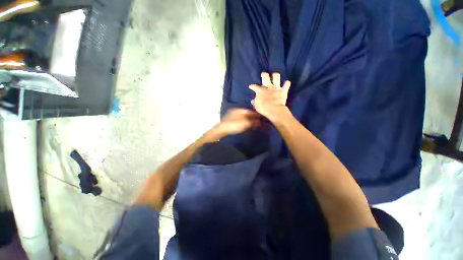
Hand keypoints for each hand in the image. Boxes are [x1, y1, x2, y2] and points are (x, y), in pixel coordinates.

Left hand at [205, 109, 260, 140]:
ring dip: (250, 121)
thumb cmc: (234, 125)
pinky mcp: (231, 120)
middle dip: (254, 118)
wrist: (221, 130)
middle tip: (259, 124)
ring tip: (254, 126)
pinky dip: (245, 123)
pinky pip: (241, 120)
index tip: (263, 120)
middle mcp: (238, 111)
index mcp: (241, 110)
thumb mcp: (245, 124)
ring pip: (245, 117)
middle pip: (249, 114)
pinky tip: (246, 126)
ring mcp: (233, 115)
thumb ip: (253, 122)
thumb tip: (260, 122)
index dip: (258, 116)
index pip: (252, 111)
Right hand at [249, 72, 290, 122]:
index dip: (252, 86)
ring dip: (275, 76)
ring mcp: (276, 88)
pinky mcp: (283, 91)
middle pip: (265, 77)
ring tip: (275, 76)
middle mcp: (268, 87)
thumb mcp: (256, 106)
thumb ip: (255, 102)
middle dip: (264, 75)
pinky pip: (287, 84)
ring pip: (276, 77)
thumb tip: (253, 100)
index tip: (251, 86)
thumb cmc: (264, 109)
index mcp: (260, 91)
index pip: (255, 87)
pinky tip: (286, 83)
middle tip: (263, 74)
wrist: (274, 110)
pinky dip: (286, 83)